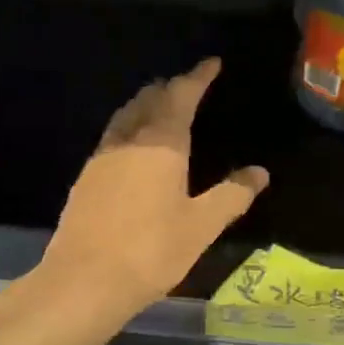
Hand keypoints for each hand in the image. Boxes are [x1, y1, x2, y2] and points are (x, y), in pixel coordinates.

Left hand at [40, 59, 268, 317]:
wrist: (84, 281)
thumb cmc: (151, 251)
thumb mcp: (201, 226)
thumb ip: (231, 195)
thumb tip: (259, 173)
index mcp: (161, 144)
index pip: (181, 96)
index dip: (198, 77)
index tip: (211, 63)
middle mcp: (128, 141)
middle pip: (149, 100)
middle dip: (170, 89)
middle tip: (188, 87)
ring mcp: (101, 158)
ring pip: (125, 116)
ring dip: (145, 105)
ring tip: (160, 108)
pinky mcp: (85, 179)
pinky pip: (111, 137)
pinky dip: (128, 128)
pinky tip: (132, 148)